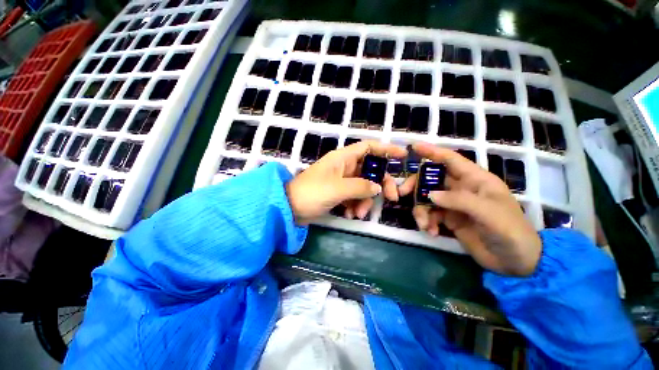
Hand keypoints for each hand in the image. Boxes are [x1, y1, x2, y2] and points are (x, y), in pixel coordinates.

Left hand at [286, 141, 406, 224]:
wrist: (290, 208)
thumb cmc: (312, 193)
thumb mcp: (337, 189)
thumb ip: (360, 187)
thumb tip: (378, 187)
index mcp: (343, 158)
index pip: (368, 147)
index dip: (386, 149)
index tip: (402, 156)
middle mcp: (344, 167)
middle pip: (371, 170)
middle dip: (381, 184)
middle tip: (392, 198)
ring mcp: (342, 181)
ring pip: (363, 186)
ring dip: (365, 201)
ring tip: (358, 214)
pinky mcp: (339, 193)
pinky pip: (354, 197)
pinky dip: (355, 206)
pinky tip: (350, 215)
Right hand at [399, 143, 541, 275]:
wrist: (515, 261)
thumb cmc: (510, 232)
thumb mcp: (489, 213)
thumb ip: (459, 201)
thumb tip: (429, 195)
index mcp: (475, 180)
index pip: (451, 160)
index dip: (432, 152)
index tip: (413, 147)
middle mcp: (461, 189)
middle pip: (431, 179)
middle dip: (416, 185)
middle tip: (403, 194)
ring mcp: (454, 204)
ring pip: (427, 199)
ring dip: (421, 210)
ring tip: (424, 225)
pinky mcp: (449, 219)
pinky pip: (430, 214)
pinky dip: (427, 222)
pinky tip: (432, 232)